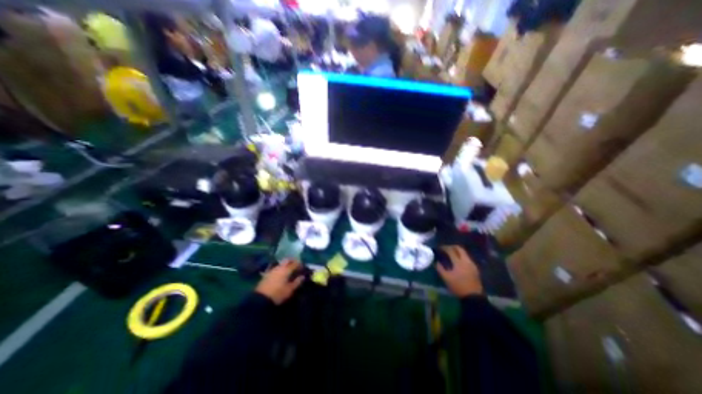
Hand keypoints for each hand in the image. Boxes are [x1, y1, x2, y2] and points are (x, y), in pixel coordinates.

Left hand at [256, 259, 304, 303]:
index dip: (300, 264)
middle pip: (287, 260)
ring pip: (281, 263)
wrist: (261, 299)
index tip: (302, 267)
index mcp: (286, 270)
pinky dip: (279, 268)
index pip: (295, 263)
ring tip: (288, 269)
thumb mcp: (290, 290)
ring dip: (285, 264)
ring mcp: (272, 270)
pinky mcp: (266, 274)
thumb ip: (297, 282)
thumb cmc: (278, 294)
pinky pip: (275, 268)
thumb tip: (302, 276)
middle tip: (296, 265)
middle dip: (292, 261)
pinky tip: (280, 273)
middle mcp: (279, 267)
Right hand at [438, 245, 486, 295]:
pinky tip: (458, 262)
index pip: (451, 250)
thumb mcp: (446, 278)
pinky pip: (467, 259)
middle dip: (452, 247)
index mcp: (459, 262)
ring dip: (457, 252)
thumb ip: (440, 269)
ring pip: (464, 253)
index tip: (440, 248)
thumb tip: (436, 262)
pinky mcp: (475, 269)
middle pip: (460, 249)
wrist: (473, 297)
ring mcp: (472, 265)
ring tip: (451, 254)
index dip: (444, 248)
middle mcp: (466, 261)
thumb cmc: (458, 286)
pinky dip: (461, 257)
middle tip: (446, 248)